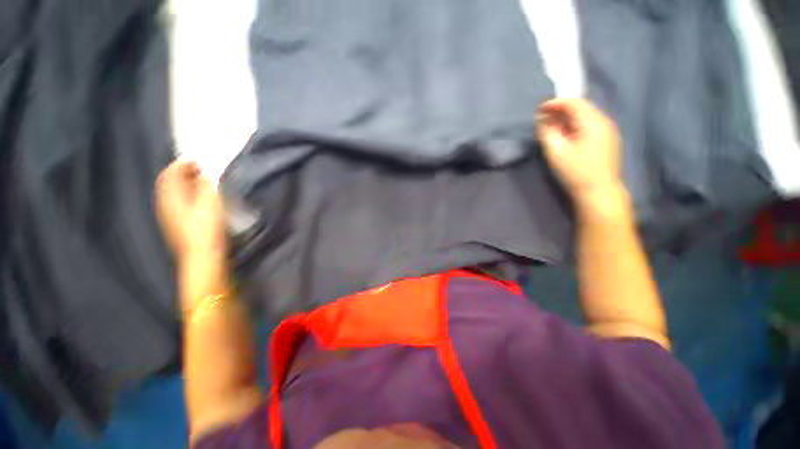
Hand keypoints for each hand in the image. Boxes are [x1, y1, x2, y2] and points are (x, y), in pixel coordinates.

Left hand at [155, 160, 225, 261]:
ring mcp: (169, 216)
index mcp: (170, 196)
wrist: (203, 255)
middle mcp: (165, 204)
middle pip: (169, 182)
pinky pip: (178, 203)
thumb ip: (207, 184)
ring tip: (202, 183)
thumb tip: (206, 173)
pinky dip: (187, 195)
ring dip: (185, 184)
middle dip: (183, 173)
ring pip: (173, 193)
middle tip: (201, 170)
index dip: (182, 163)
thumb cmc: (207, 226)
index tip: (197, 160)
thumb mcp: (211, 202)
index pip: (170, 173)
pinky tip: (199, 200)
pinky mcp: (177, 225)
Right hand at [536, 98, 625, 210]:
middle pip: (582, 108)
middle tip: (543, 118)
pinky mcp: (607, 142)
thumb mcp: (556, 151)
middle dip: (561, 110)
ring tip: (552, 127)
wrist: (599, 192)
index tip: (539, 109)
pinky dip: (575, 126)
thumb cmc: (576, 171)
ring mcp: (608, 132)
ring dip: (567, 119)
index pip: (574, 103)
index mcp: (593, 122)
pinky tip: (566, 136)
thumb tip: (542, 118)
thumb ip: (547, 132)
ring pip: (586, 118)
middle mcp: (604, 122)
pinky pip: (589, 127)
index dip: (555, 103)